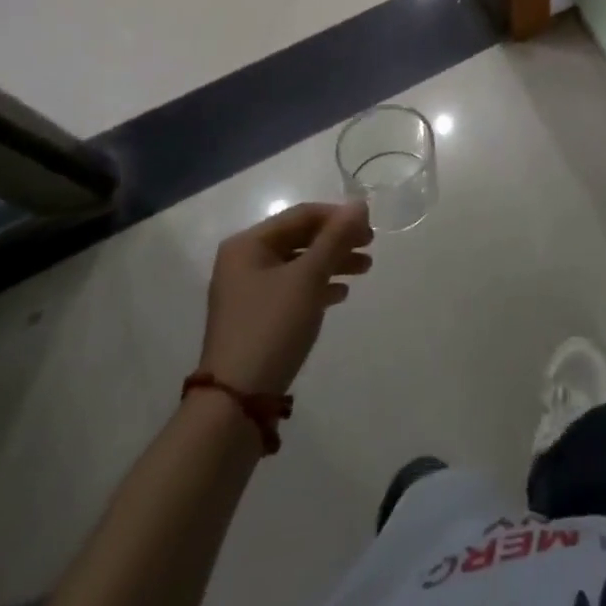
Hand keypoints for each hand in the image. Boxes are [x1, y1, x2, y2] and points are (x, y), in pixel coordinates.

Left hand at [199, 201, 372, 394]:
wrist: (236, 402)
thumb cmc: (272, 326)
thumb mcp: (308, 277)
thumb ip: (335, 238)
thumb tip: (360, 204)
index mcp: (248, 244)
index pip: (301, 215)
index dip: (338, 216)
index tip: (369, 226)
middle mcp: (244, 261)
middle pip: (300, 238)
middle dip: (337, 241)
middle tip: (370, 247)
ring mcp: (248, 291)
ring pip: (299, 264)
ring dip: (332, 263)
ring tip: (365, 269)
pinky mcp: (255, 317)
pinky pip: (292, 289)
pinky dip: (318, 286)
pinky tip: (340, 294)